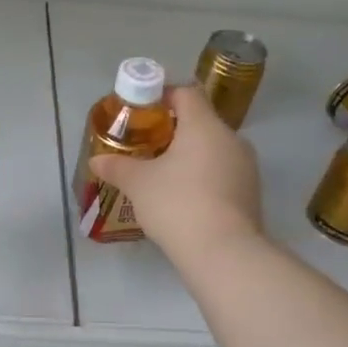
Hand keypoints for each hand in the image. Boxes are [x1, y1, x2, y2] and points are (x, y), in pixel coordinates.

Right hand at [89, 85, 262, 259]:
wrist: (224, 253)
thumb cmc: (178, 204)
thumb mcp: (138, 183)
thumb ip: (117, 166)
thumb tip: (96, 160)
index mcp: (204, 125)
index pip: (186, 93)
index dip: (162, 96)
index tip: (141, 112)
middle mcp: (231, 138)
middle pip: (200, 121)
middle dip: (173, 130)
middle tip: (146, 146)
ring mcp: (246, 167)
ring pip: (213, 149)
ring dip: (189, 156)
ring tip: (163, 175)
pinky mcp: (251, 193)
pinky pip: (223, 173)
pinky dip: (203, 177)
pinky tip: (184, 198)